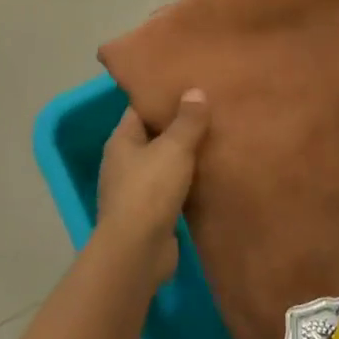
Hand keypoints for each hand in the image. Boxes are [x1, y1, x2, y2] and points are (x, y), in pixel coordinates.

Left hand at [96, 89, 210, 279]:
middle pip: (154, 136)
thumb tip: (195, 91)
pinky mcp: (149, 215)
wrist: (138, 252)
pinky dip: (188, 183)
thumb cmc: (150, 191)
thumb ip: (187, 121)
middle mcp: (124, 163)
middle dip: (179, 126)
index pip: (140, 109)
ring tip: (217, 140)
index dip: (162, 97)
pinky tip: (211, 176)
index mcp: (121, 141)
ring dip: (185, 157)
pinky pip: (172, 189)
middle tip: (212, 111)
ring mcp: (135, 190)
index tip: (190, 86)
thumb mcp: (173, 148)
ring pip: (164, 164)